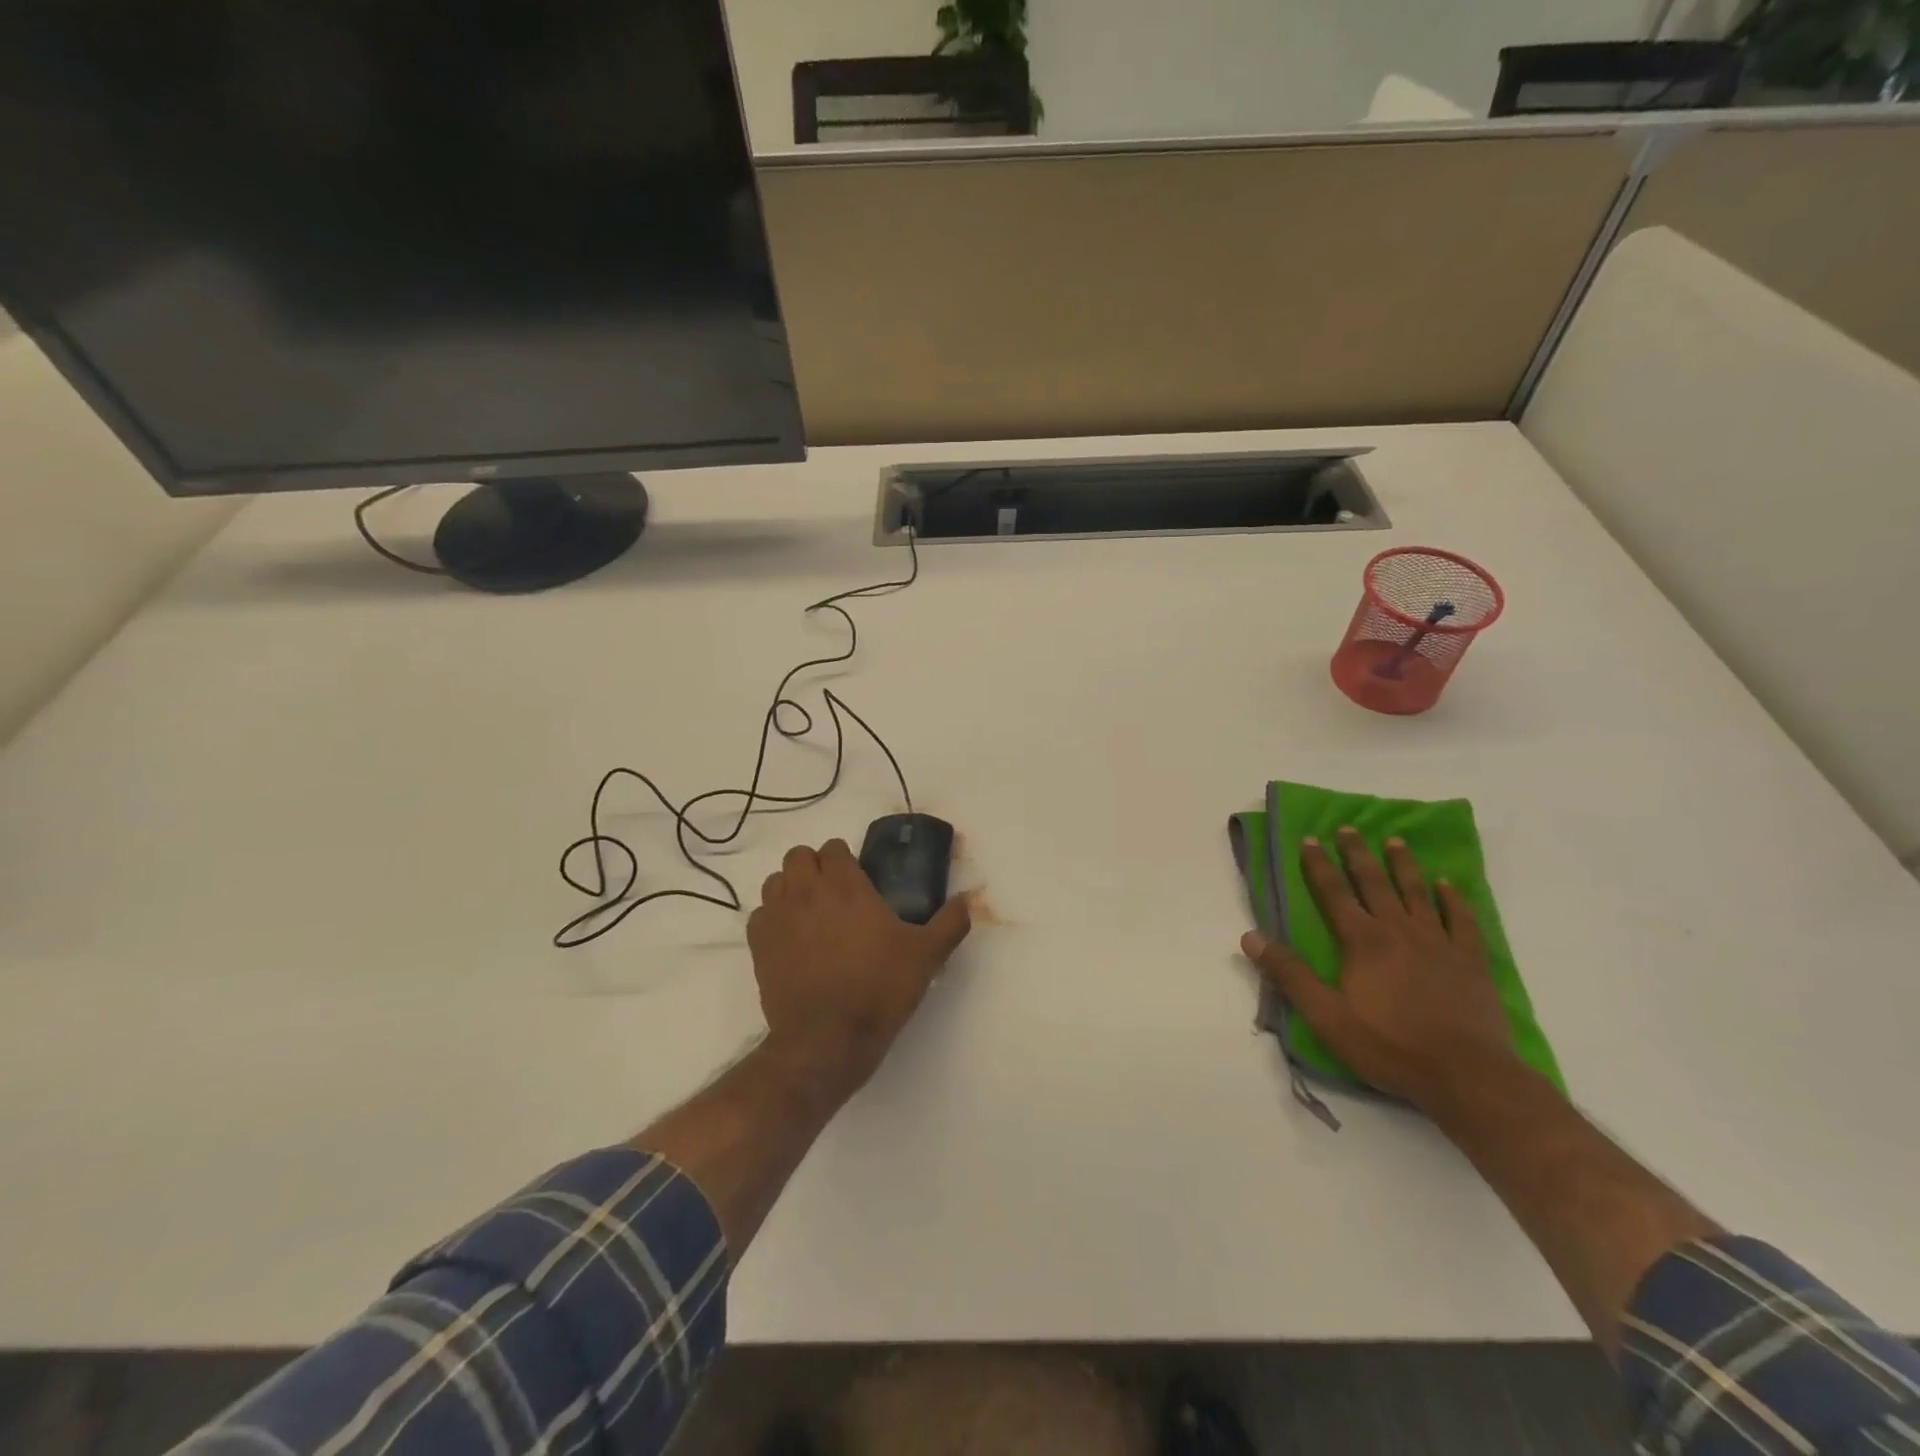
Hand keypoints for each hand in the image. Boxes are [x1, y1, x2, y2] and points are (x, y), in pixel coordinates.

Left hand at [749, 838, 970, 1092]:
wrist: (827, 1040)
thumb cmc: (879, 989)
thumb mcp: (926, 956)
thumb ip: (950, 922)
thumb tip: (967, 899)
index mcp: (845, 885)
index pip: (834, 848)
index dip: (845, 860)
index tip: (859, 880)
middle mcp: (806, 892)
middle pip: (799, 856)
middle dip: (815, 867)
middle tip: (835, 894)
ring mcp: (777, 917)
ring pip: (775, 881)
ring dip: (791, 888)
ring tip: (811, 913)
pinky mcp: (758, 946)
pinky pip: (760, 915)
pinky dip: (773, 918)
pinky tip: (791, 939)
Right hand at [1239, 827, 1517, 1108]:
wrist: (1467, 1076)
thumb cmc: (1389, 1046)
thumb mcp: (1326, 1016)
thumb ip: (1289, 974)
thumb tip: (1250, 937)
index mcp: (1362, 941)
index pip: (1333, 893)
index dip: (1318, 865)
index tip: (1309, 838)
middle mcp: (1399, 931)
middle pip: (1374, 883)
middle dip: (1357, 854)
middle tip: (1349, 828)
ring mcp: (1439, 943)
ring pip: (1417, 893)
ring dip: (1403, 865)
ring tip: (1395, 841)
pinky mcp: (1470, 961)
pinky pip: (1462, 920)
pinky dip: (1454, 899)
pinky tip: (1448, 885)